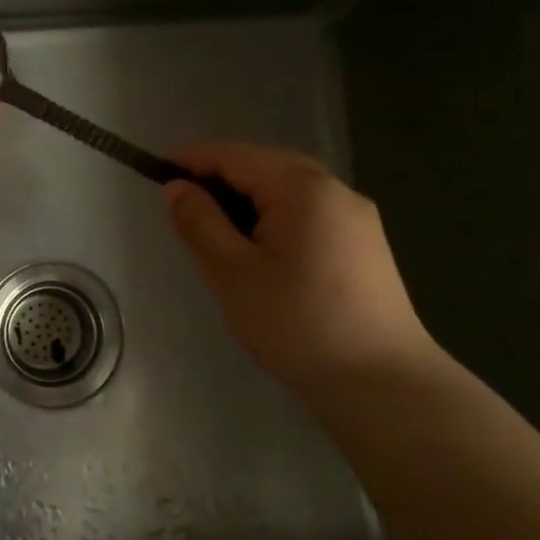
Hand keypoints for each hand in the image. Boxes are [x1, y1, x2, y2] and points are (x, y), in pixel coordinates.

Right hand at [164, 143, 434, 392]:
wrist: (382, 384)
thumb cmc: (297, 323)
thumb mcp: (232, 273)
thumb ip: (200, 223)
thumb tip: (177, 188)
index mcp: (303, 188)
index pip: (237, 156)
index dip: (193, 160)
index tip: (156, 171)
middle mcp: (336, 191)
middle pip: (267, 166)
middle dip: (222, 177)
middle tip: (184, 203)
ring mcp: (357, 219)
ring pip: (290, 191)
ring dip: (249, 198)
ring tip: (215, 228)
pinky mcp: (366, 247)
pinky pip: (309, 214)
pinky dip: (275, 217)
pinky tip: (260, 250)